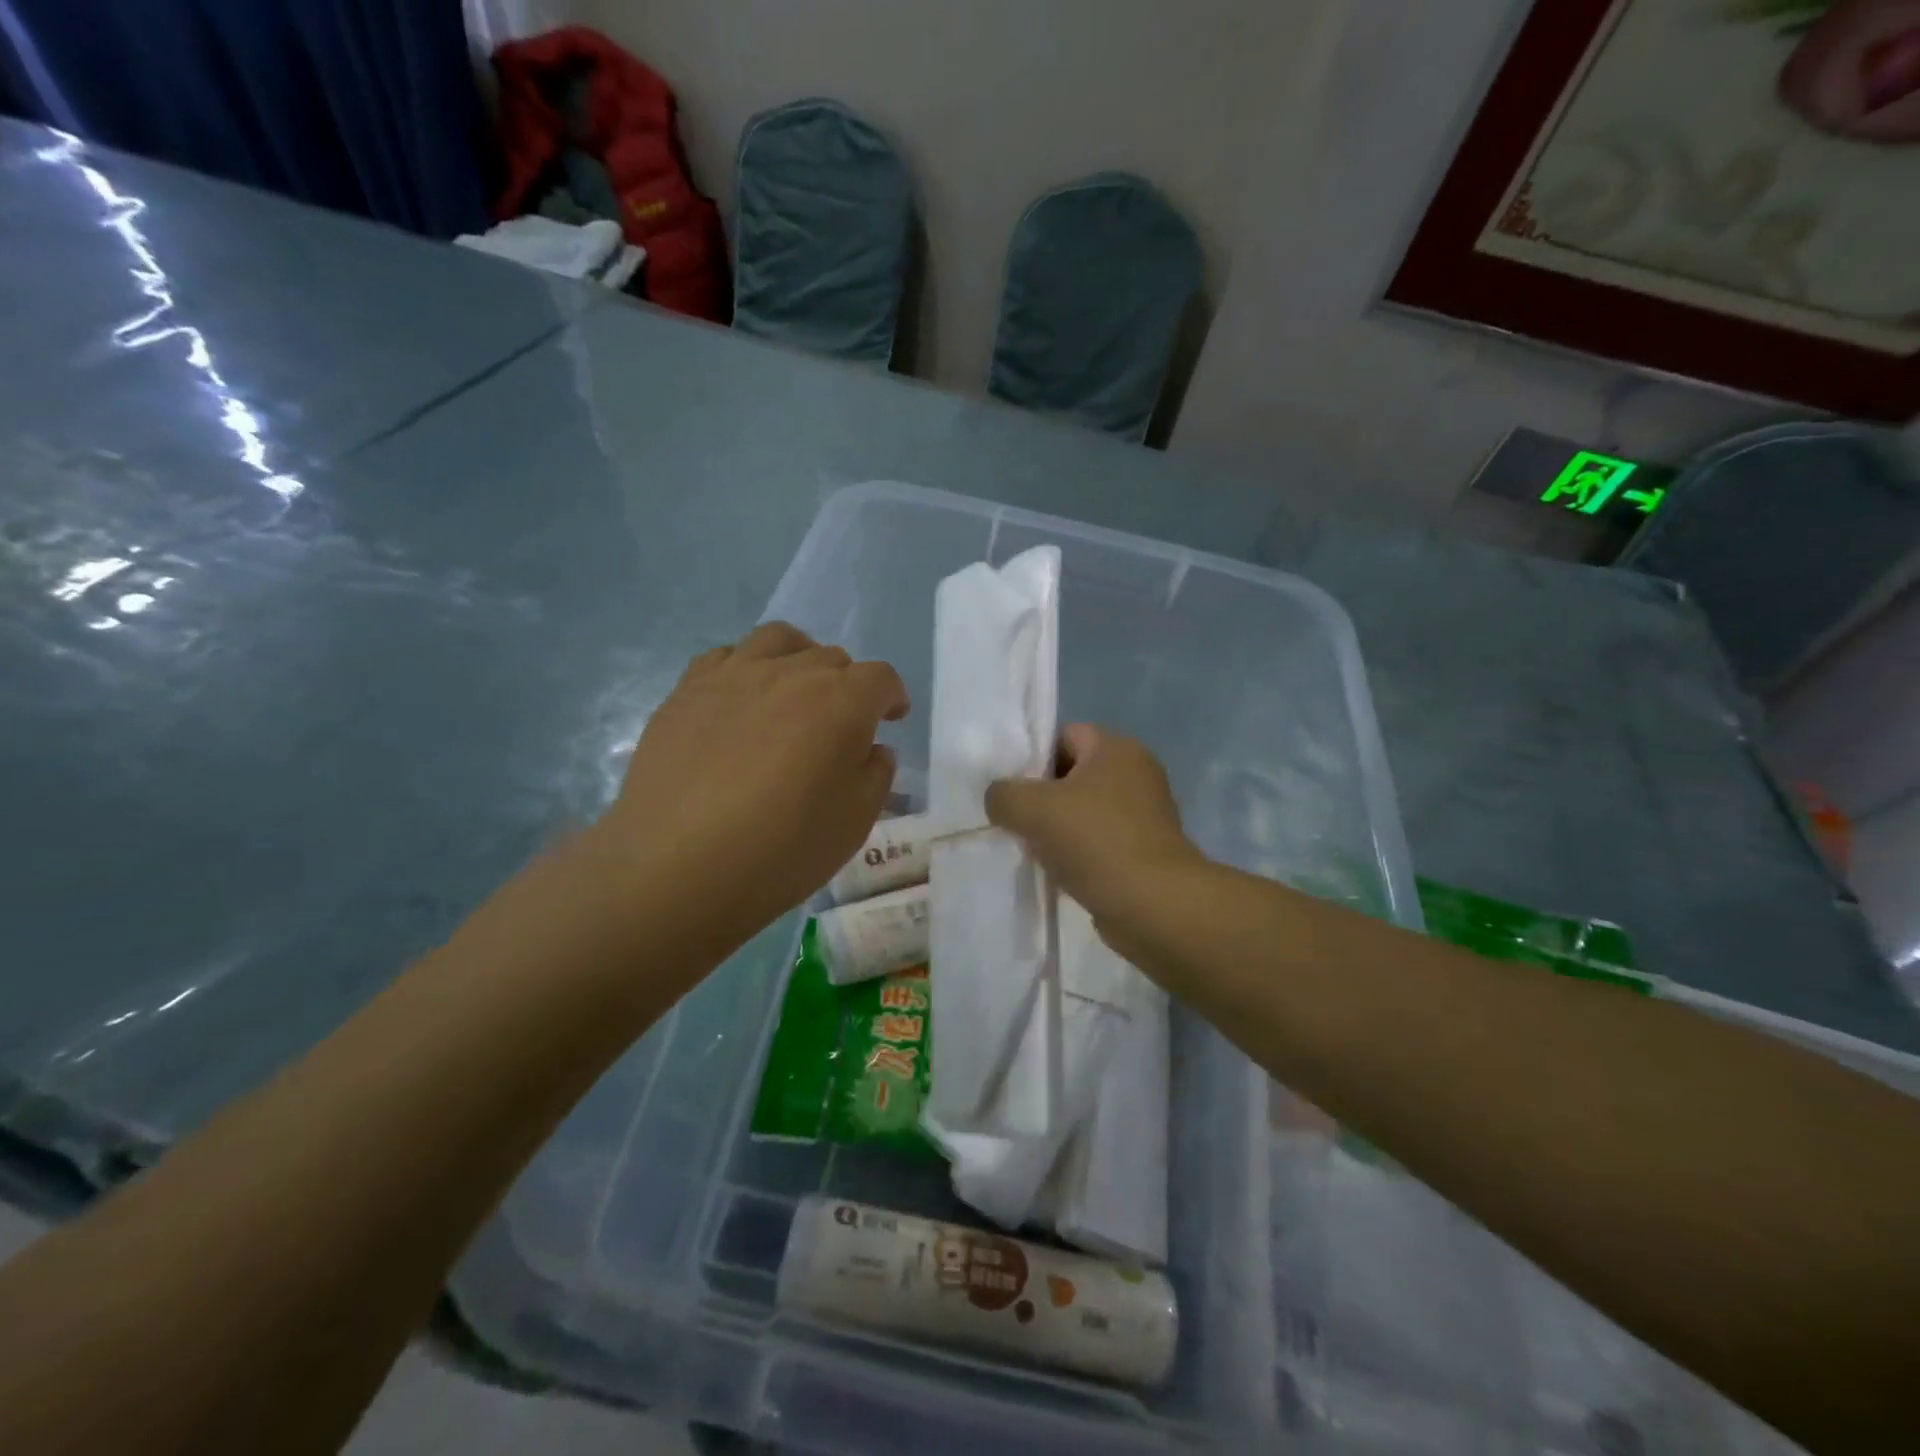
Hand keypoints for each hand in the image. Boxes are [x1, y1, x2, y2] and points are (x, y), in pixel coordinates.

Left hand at [597, 622, 907, 955]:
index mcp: (841, 702)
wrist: (677, 866)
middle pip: (831, 658)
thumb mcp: (855, 822)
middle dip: (847, 685)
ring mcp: (734, 675)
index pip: (880, 678)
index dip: (891, 697)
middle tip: (840, 725)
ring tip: (793, 690)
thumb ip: (876, 774)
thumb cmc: (782, 849)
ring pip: (778, 640)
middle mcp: (790, 673)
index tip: (891, 719)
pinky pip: (726, 656)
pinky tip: (741, 702)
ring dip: (798, 658)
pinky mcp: (687, 689)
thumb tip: (870, 748)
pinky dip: (746, 668)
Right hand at [984, 725, 1202, 925]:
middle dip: (1042, 798)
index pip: (1064, 735)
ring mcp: (1145, 814)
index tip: (1013, 790)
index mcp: (1116, 748)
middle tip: (1018, 822)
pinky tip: (1059, 873)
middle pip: (1073, 775)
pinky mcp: (1146, 850)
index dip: (1034, 758)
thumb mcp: (1031, 809)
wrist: (1153, 905)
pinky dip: (1079, 854)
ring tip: (1035, 851)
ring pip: (1084, 812)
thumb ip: (1003, 794)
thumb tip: (999, 798)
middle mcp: (1136, 773)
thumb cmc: (1095, 841)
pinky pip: (1100, 842)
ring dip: (1058, 830)